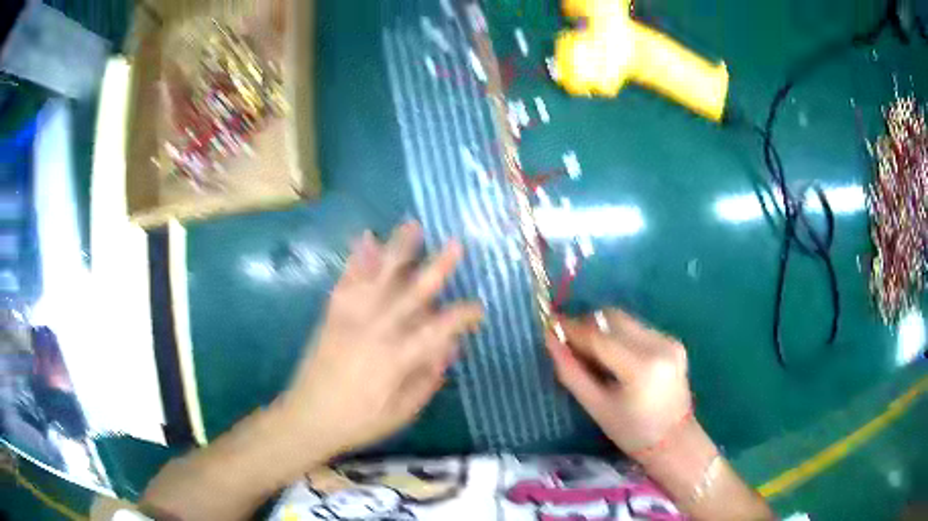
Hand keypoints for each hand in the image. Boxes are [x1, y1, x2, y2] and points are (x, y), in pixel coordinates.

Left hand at [276, 221, 483, 460]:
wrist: (308, 417)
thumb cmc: (359, 421)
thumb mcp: (402, 412)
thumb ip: (427, 379)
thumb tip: (449, 349)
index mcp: (397, 360)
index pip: (439, 331)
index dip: (462, 317)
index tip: (479, 308)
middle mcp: (376, 332)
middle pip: (411, 294)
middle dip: (437, 267)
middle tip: (456, 244)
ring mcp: (351, 319)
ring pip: (378, 278)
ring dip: (397, 251)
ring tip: (412, 225)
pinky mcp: (332, 316)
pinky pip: (346, 282)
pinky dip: (356, 259)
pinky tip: (364, 238)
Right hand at [546, 309, 692, 457]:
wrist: (674, 440)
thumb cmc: (631, 432)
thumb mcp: (596, 407)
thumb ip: (571, 372)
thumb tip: (550, 340)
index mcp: (641, 367)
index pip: (599, 337)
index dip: (572, 329)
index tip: (551, 325)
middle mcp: (658, 345)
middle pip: (613, 318)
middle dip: (588, 325)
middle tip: (570, 342)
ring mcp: (669, 340)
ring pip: (625, 320)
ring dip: (603, 329)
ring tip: (592, 353)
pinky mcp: (673, 341)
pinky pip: (637, 328)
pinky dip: (620, 335)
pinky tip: (615, 357)